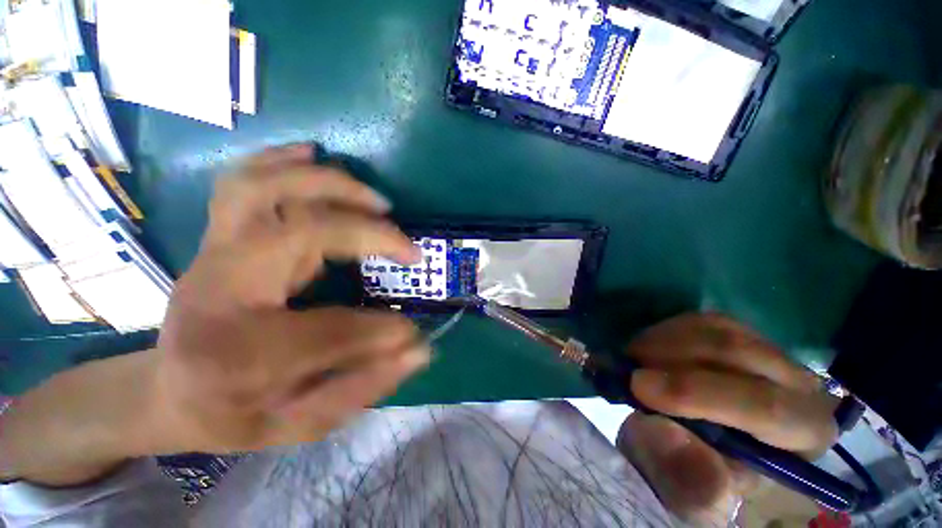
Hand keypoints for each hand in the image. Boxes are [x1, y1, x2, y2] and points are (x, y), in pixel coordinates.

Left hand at [153, 145, 428, 453]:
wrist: (167, 391)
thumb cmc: (231, 414)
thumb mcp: (295, 426)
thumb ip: (360, 388)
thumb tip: (418, 351)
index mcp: (232, 355)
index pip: (327, 332)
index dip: (381, 332)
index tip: (413, 333)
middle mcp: (219, 291)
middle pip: (297, 231)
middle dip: (367, 234)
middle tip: (409, 248)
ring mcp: (212, 255)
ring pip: (265, 189)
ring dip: (330, 185)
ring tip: (378, 201)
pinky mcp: (217, 238)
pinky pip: (242, 179)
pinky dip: (281, 159)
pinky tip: (312, 152)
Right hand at [616, 314, 838, 525]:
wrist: (696, 444)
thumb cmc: (697, 474)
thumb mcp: (687, 495)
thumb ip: (684, 479)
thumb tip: (670, 435)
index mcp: (802, 435)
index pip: (766, 407)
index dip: (695, 393)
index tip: (637, 386)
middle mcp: (798, 386)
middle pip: (739, 354)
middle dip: (672, 358)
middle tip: (627, 367)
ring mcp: (768, 352)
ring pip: (716, 330)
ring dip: (663, 341)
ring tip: (634, 359)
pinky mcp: (738, 333)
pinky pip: (700, 320)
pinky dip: (665, 331)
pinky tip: (648, 349)